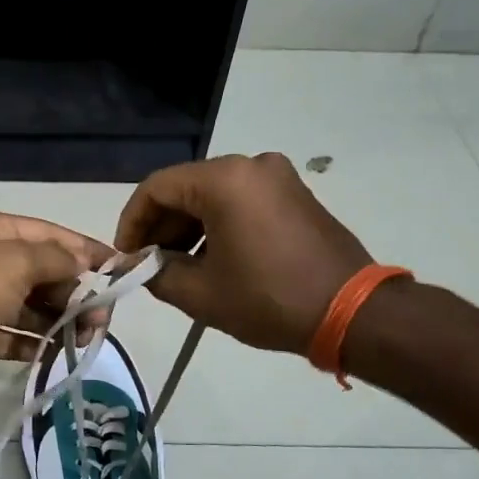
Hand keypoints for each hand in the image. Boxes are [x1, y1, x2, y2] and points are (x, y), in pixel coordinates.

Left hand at [0, 212, 112, 398]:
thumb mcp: (13, 263)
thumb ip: (54, 259)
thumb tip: (81, 264)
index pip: (50, 235)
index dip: (86, 250)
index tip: (120, 269)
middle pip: (42, 271)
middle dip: (75, 291)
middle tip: (102, 318)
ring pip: (29, 306)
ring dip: (59, 319)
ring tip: (86, 337)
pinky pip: (11, 334)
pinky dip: (34, 342)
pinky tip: (56, 354)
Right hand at [115, 153, 374, 355]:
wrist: (352, 313)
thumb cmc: (269, 299)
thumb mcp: (201, 293)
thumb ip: (156, 273)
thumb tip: (139, 266)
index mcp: (224, 180)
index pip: (156, 188)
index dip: (132, 222)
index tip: (126, 257)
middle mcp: (250, 165)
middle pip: (185, 188)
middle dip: (160, 226)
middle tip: (148, 265)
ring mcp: (277, 177)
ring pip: (212, 194)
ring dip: (187, 227)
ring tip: (177, 267)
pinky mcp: (294, 193)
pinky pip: (240, 200)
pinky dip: (217, 224)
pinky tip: (211, 259)